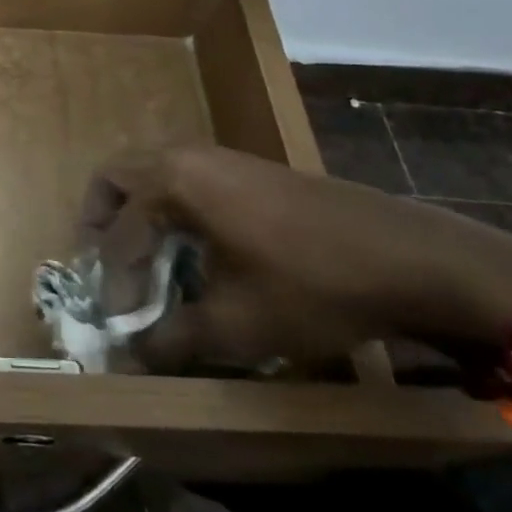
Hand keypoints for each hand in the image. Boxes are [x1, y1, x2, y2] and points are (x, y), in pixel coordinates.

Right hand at [83, 147, 511, 370]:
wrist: (408, 257)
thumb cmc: (310, 286)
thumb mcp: (236, 325)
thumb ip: (173, 339)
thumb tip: (134, 355)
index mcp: (171, 182)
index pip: (118, 234)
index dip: (111, 284)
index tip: (119, 324)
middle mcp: (184, 155)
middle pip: (117, 178)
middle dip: (102, 222)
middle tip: (107, 268)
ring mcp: (219, 156)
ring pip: (151, 174)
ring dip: (137, 214)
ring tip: (148, 264)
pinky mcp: (246, 167)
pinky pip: (184, 179)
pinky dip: (170, 209)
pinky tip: (195, 252)